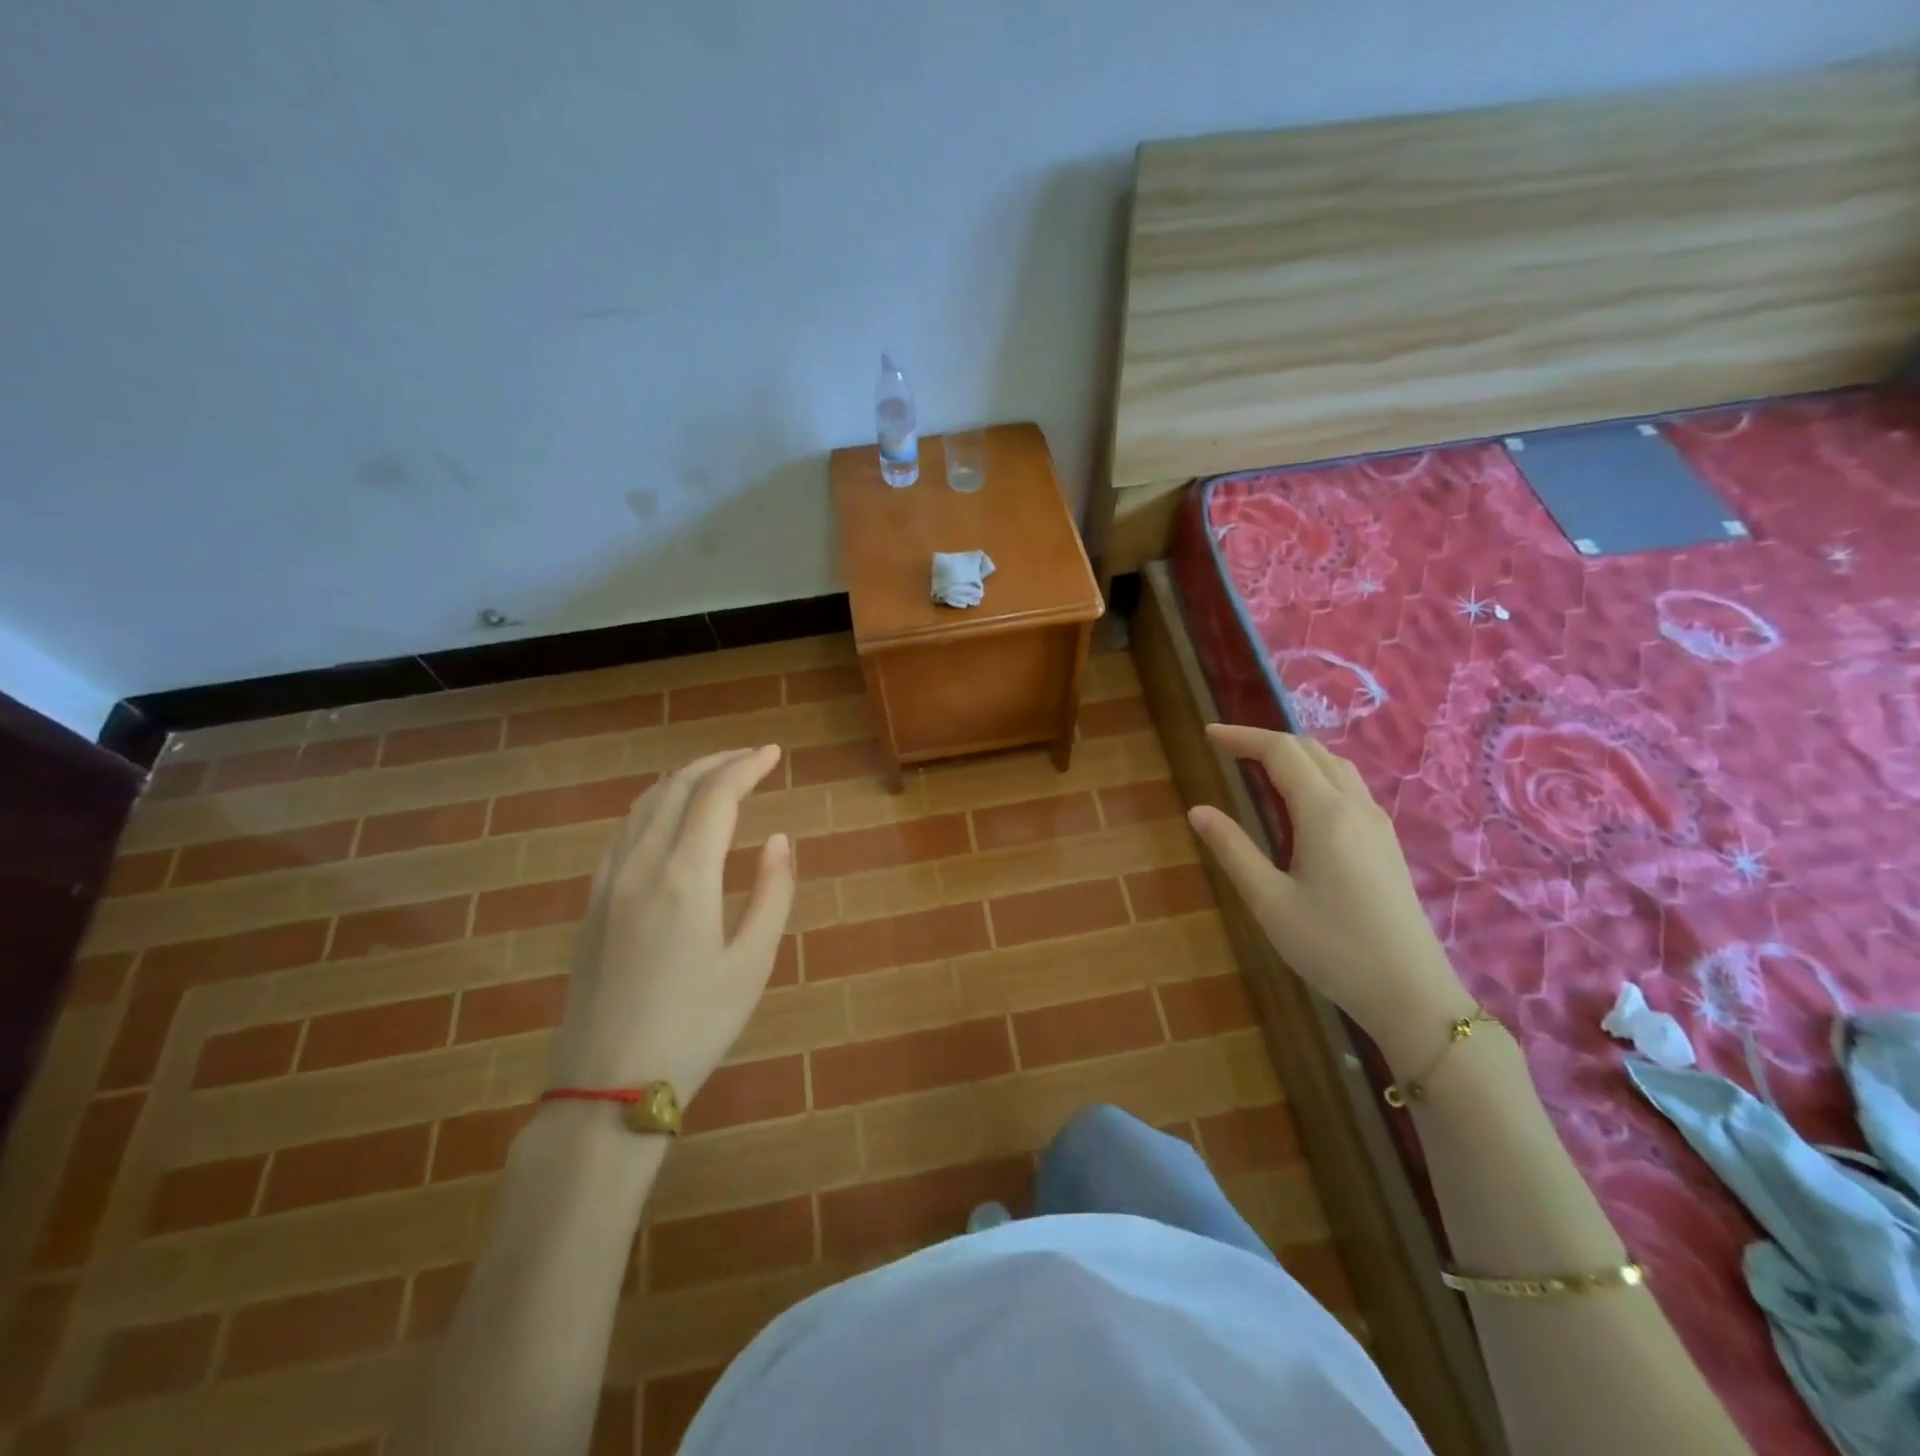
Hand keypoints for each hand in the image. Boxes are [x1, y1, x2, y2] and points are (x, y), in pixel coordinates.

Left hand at [545, 746, 793, 1100]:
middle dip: (717, 762)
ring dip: (683, 780)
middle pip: (677, 788)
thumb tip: (779, 839)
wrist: (607, 1085)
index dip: (746, 767)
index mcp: (686, 876)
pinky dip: (653, 806)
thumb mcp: (752, 963)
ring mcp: (608, 882)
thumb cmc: (695, 1026)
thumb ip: (772, 892)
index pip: (716, 796)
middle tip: (751, 757)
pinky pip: (623, 831)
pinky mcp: (592, 903)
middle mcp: (641, 865)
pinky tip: (668, 818)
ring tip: (716, 777)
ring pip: (644, 805)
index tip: (773, 754)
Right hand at [1188, 724, 1471, 1076]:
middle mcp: (1355, 806)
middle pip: (1311, 750)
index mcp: (1325, 813)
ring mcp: (1377, 823)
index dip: (1242, 737)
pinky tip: (1301, 800)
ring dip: (1295, 755)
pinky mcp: (1386, 843)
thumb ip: (1232, 849)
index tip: (1208, 735)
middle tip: (1227, 749)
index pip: (1280, 752)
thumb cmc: (1332, 947)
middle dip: (1266, 741)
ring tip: (1259, 767)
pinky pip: (1349, 786)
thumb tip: (1198, 810)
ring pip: (1335, 765)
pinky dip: (1316, 774)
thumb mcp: (1269, 901)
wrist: (1411, 993)